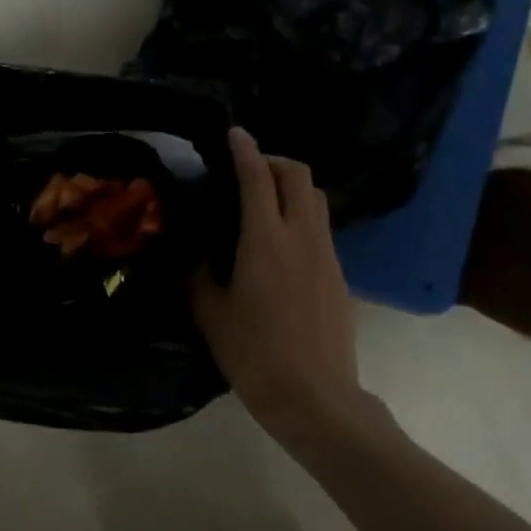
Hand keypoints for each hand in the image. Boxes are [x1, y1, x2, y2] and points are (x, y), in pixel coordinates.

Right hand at [190, 128, 368, 442]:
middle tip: (247, 169)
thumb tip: (192, 250)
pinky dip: (300, 215)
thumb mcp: (210, 313)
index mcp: (264, 241)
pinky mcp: (338, 274)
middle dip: (273, 161)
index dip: (245, 150)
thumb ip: (197, 273)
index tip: (233, 134)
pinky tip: (279, 242)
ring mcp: (326, 254)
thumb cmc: (253, 354)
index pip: (257, 178)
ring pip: (315, 198)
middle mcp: (301, 237)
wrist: (314, 396)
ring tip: (263, 202)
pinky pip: (320, 227)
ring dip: (291, 186)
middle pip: (298, 175)